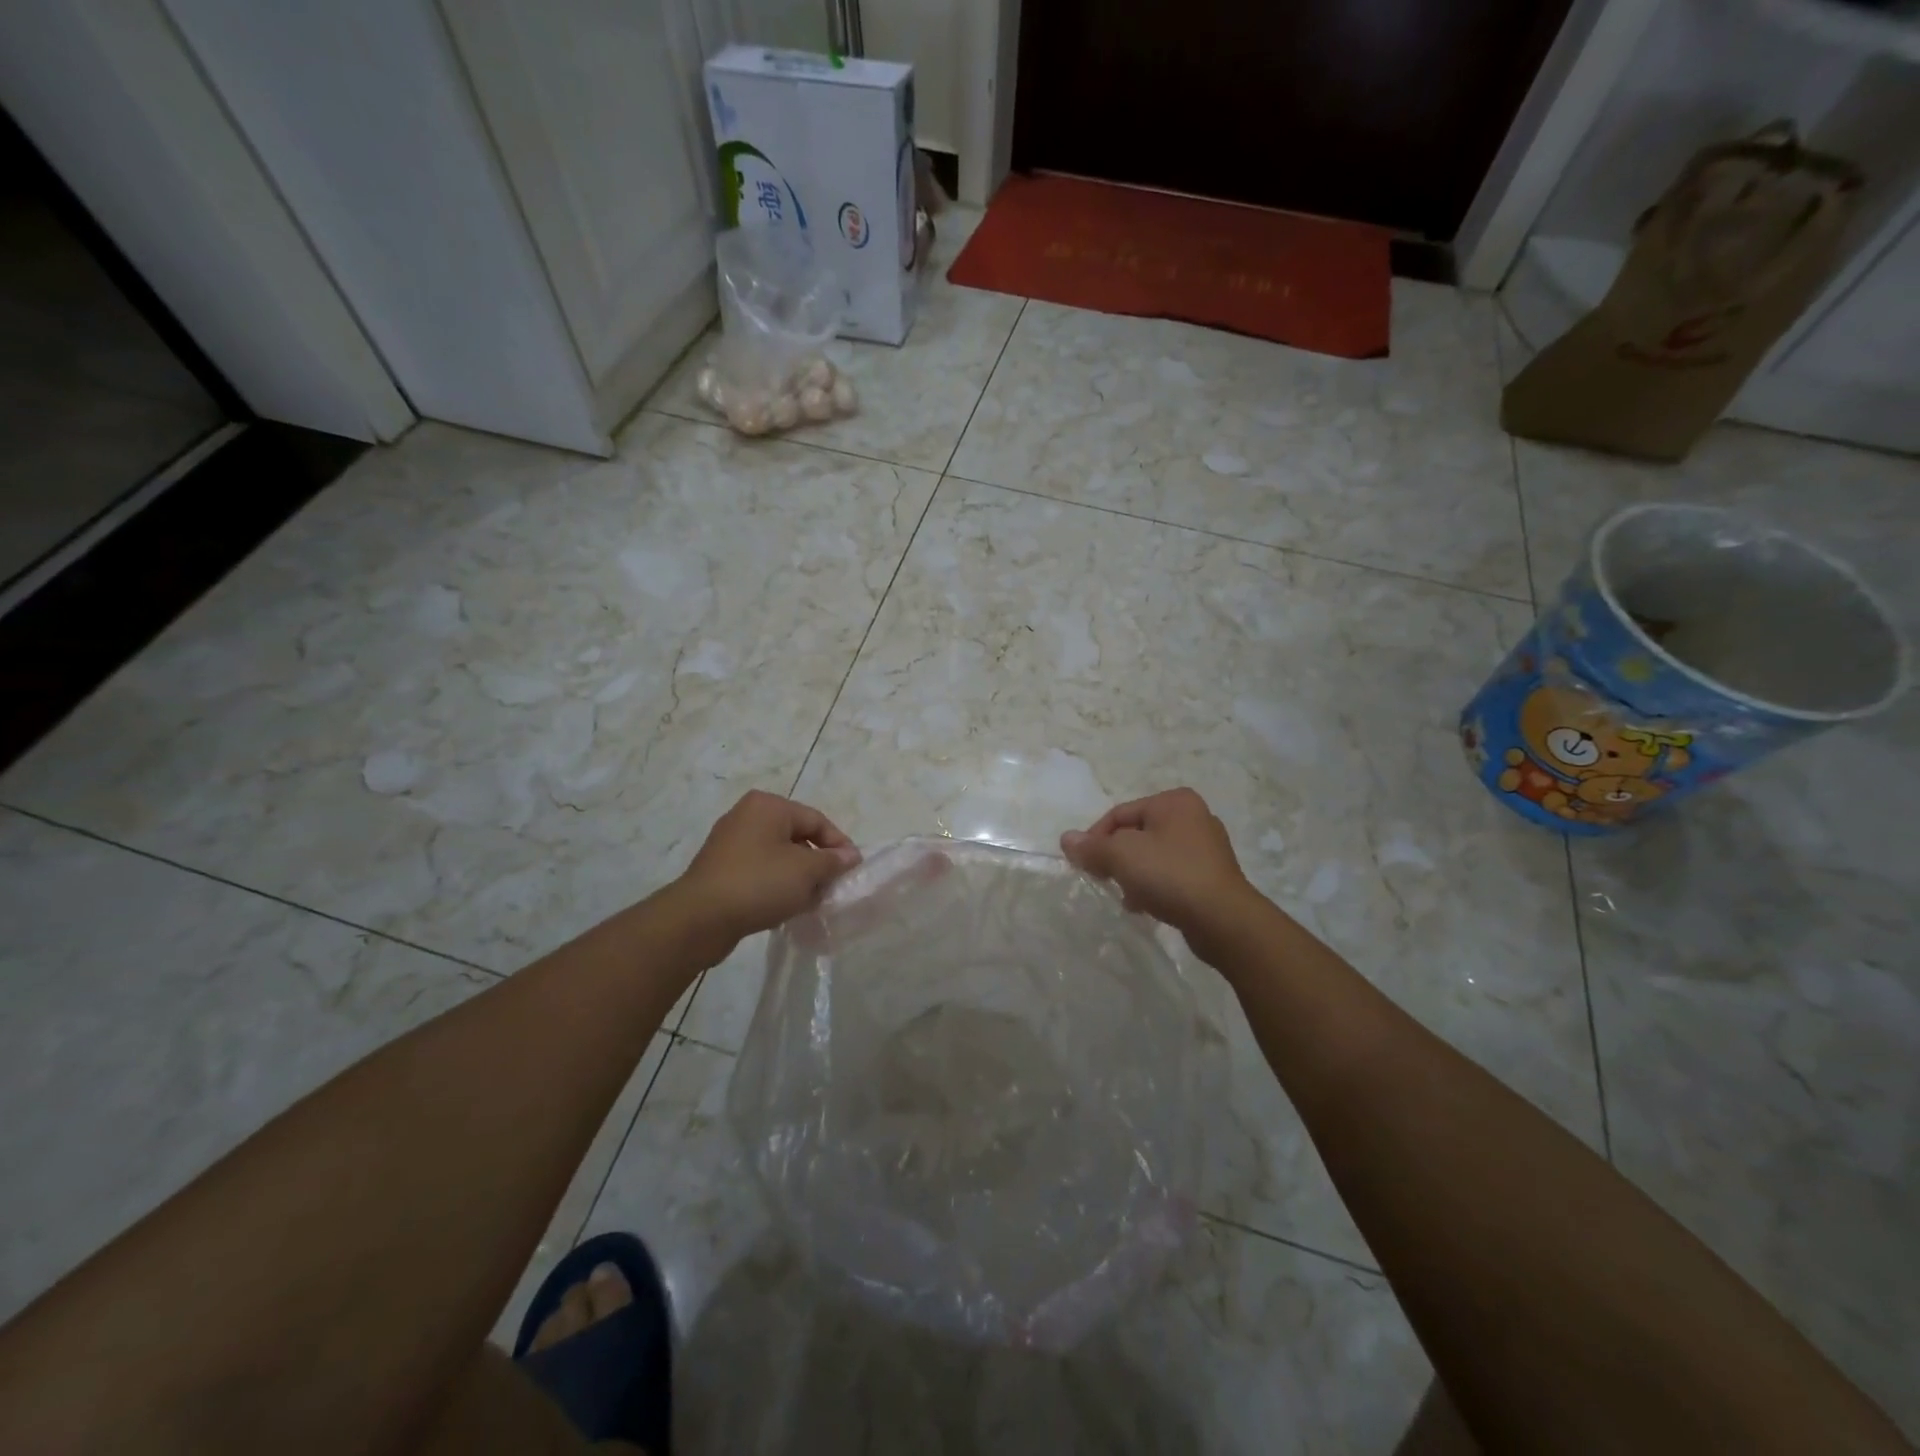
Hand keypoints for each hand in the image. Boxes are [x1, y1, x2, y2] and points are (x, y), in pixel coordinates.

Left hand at [673, 790, 860, 956]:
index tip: (852, 871)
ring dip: (798, 877)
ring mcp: (730, 842)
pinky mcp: (721, 868)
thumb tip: (850, 856)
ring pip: (779, 856)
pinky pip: (760, 871)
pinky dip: (776, 885)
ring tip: (810, 901)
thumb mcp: (806, 871)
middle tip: (832, 888)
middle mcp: (747, 816)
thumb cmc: (759, 883)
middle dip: (818, 863)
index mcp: (768, 806)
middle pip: (797, 837)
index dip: (839, 845)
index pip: (817, 820)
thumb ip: (832, 861)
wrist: (700, 918)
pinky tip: (785, 907)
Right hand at [1061, 788, 1261, 963]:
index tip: (1084, 864)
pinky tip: (1146, 905)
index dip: (1096, 838)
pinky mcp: (1213, 875)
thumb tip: (1066, 840)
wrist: (1223, 920)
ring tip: (1126, 896)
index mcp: (1174, 801)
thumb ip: (1091, 847)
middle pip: (1137, 833)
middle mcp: (1194, 816)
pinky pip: (1172, 874)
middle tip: (1103, 880)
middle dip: (1116, 857)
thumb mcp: (1121, 856)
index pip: (1120, 813)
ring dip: (1134, 874)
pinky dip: (1155, 885)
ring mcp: (1207, 847)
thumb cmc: (1170, 875)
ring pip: (1154, 855)